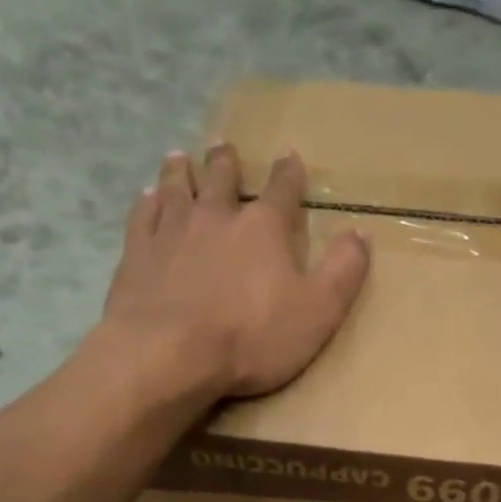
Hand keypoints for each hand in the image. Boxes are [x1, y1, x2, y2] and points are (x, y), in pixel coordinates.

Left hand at [100, 145, 370, 399]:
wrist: (170, 354)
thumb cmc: (251, 338)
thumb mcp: (318, 312)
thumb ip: (343, 272)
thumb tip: (362, 233)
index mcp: (264, 228)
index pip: (282, 191)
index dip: (289, 174)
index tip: (290, 158)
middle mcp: (216, 216)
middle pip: (222, 178)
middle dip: (227, 163)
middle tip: (224, 148)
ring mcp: (172, 231)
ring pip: (177, 188)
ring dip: (182, 172)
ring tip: (181, 159)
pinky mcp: (138, 253)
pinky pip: (143, 216)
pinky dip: (147, 203)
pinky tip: (147, 198)